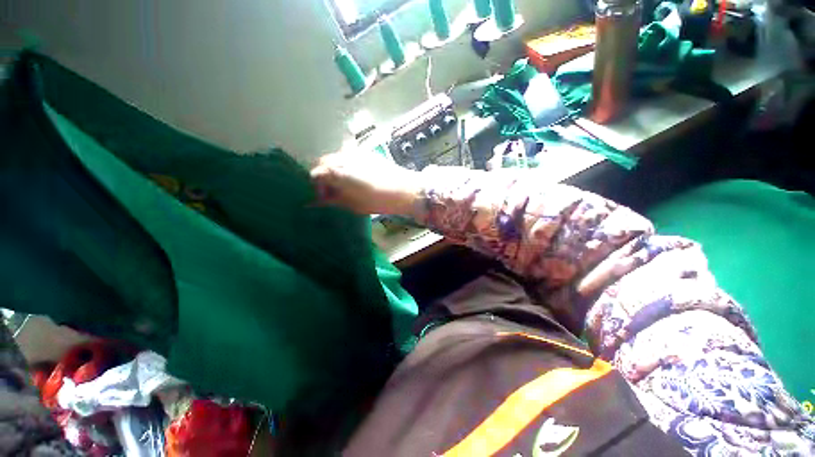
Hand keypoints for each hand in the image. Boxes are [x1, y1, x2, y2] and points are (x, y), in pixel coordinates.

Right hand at [310, 152, 421, 215]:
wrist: (404, 189)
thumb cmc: (378, 200)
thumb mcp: (352, 205)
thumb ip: (333, 200)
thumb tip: (317, 202)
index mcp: (336, 171)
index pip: (315, 174)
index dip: (318, 187)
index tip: (325, 197)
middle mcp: (342, 156)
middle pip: (323, 162)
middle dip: (324, 176)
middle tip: (334, 190)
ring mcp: (354, 151)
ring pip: (336, 157)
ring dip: (335, 168)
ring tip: (345, 182)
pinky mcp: (366, 151)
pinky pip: (349, 154)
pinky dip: (346, 163)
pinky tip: (356, 174)